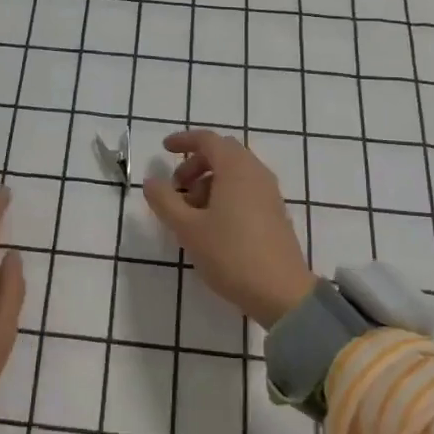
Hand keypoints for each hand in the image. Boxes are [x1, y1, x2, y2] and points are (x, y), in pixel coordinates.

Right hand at [143, 130, 315, 328]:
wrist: (281, 293)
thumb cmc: (231, 254)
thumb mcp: (187, 228)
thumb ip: (165, 201)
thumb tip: (152, 181)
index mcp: (236, 168)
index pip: (208, 140)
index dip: (184, 140)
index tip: (164, 149)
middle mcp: (256, 173)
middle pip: (223, 153)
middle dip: (196, 164)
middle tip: (176, 186)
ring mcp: (269, 193)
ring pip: (235, 173)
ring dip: (209, 181)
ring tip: (191, 212)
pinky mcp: (275, 213)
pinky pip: (246, 189)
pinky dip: (225, 194)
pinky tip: (213, 224)